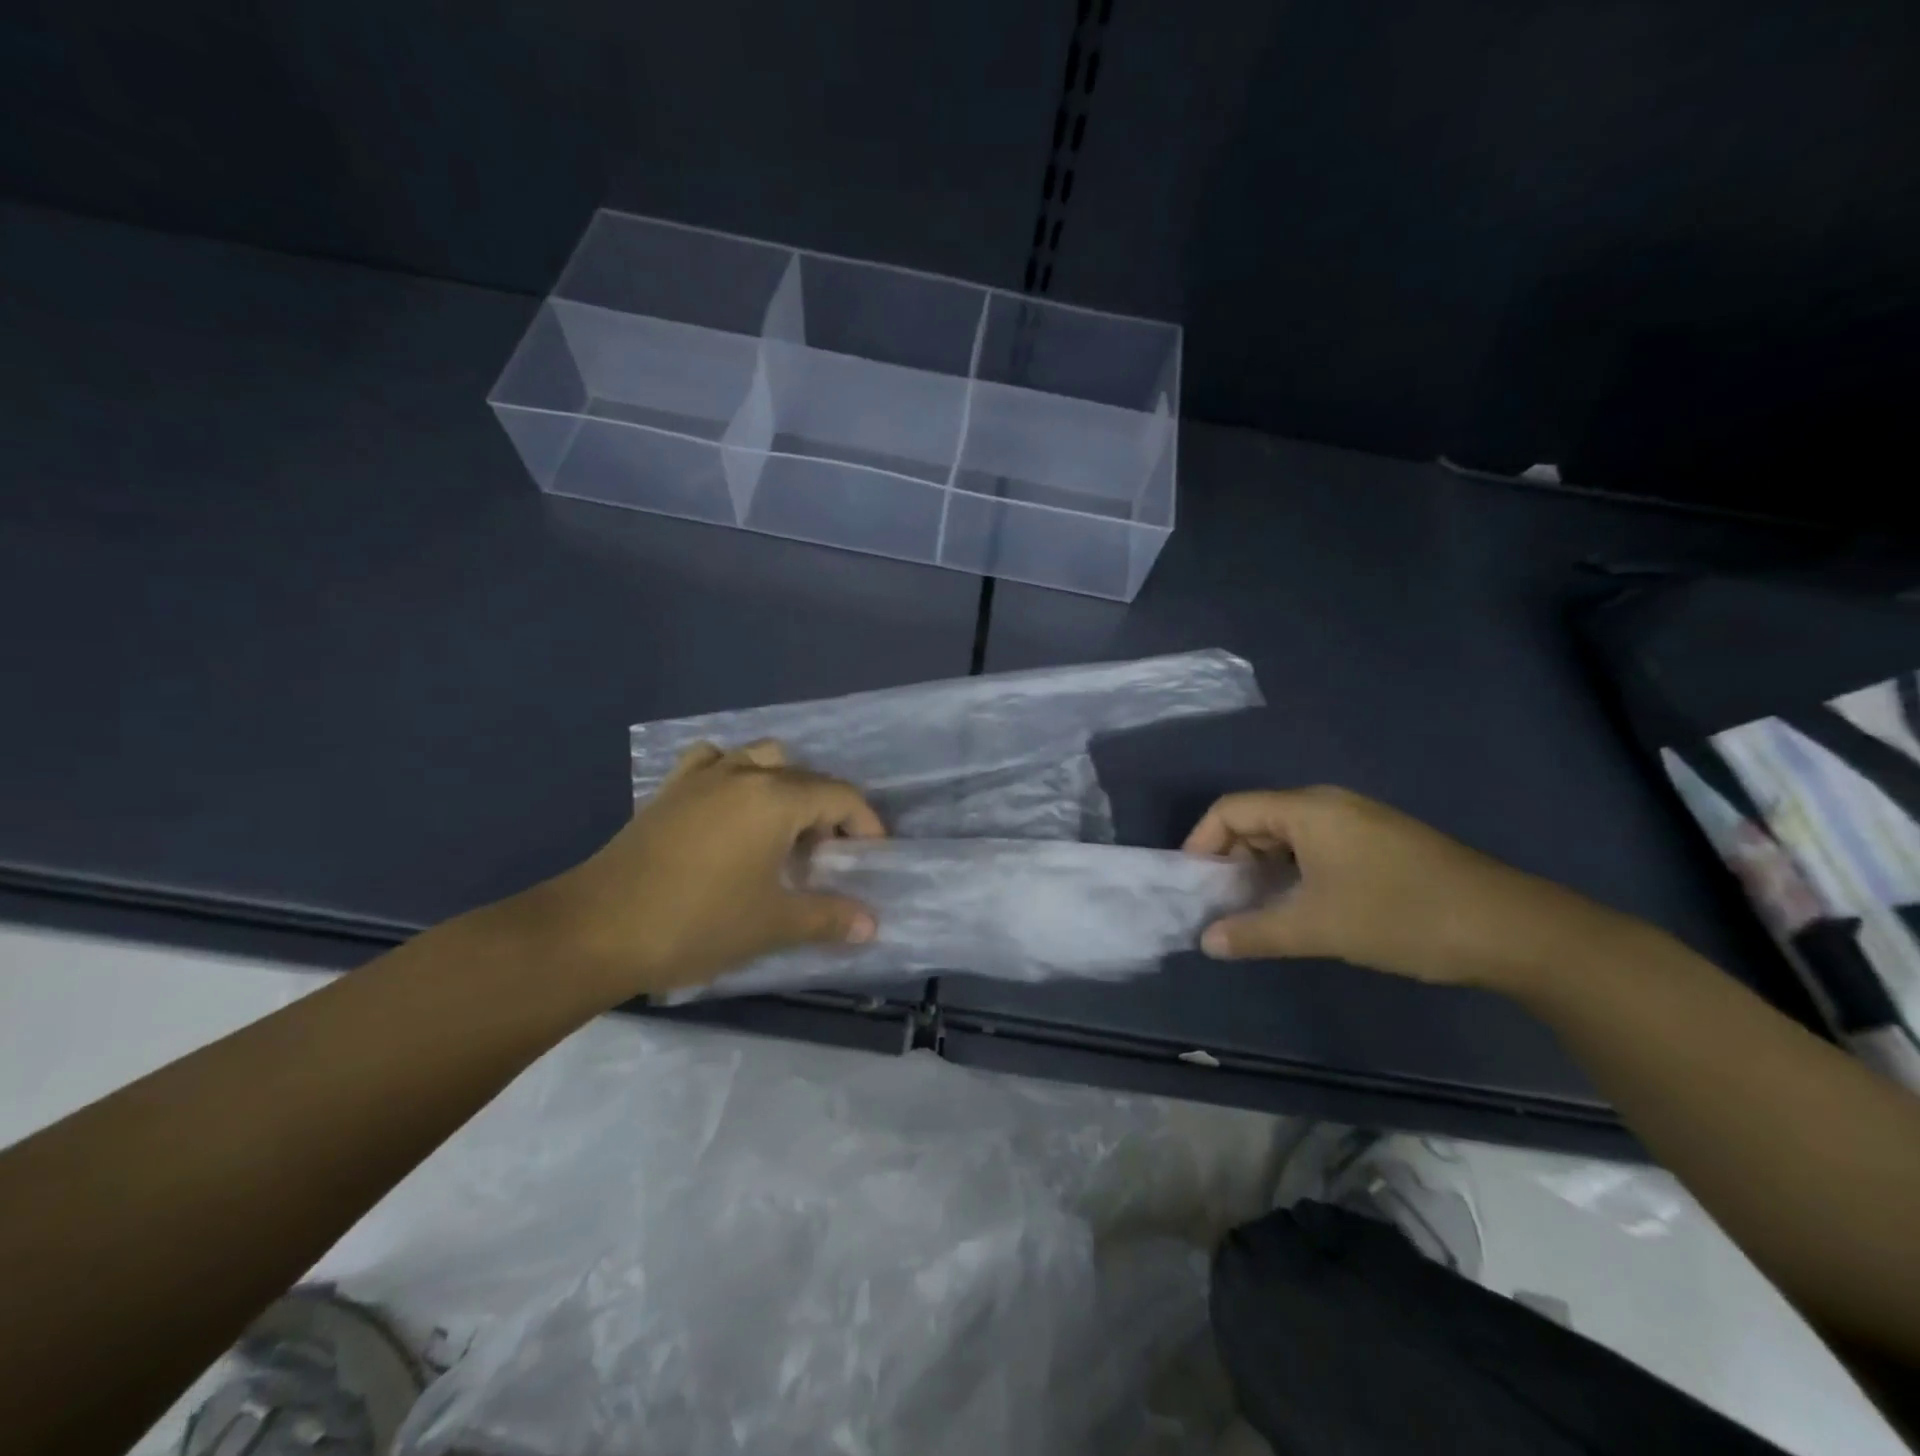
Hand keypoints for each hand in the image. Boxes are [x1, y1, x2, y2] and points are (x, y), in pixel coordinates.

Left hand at [523, 740, 884, 999]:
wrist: (596, 929)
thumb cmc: (697, 922)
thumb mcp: (772, 923)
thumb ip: (828, 917)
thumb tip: (871, 925)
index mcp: (775, 798)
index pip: (840, 795)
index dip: (865, 823)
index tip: (872, 857)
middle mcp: (743, 774)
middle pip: (804, 776)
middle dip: (827, 809)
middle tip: (826, 855)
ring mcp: (702, 777)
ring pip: (759, 758)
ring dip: (783, 785)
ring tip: (782, 830)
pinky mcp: (669, 791)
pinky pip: (713, 763)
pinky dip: (733, 775)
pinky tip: (730, 809)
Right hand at [1183, 787, 1627, 989]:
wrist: (1511, 929)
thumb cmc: (1401, 916)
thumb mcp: (1319, 927)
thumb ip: (1255, 932)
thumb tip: (1206, 942)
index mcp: (1308, 809)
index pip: (1231, 809)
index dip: (1201, 842)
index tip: (1193, 884)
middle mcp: (1329, 805)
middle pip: (1257, 820)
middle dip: (1231, 860)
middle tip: (1221, 905)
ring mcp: (1358, 823)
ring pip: (1288, 837)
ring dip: (1262, 871)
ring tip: (1254, 912)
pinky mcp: (1380, 845)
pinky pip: (1317, 849)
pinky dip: (1293, 874)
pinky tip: (1298, 908)